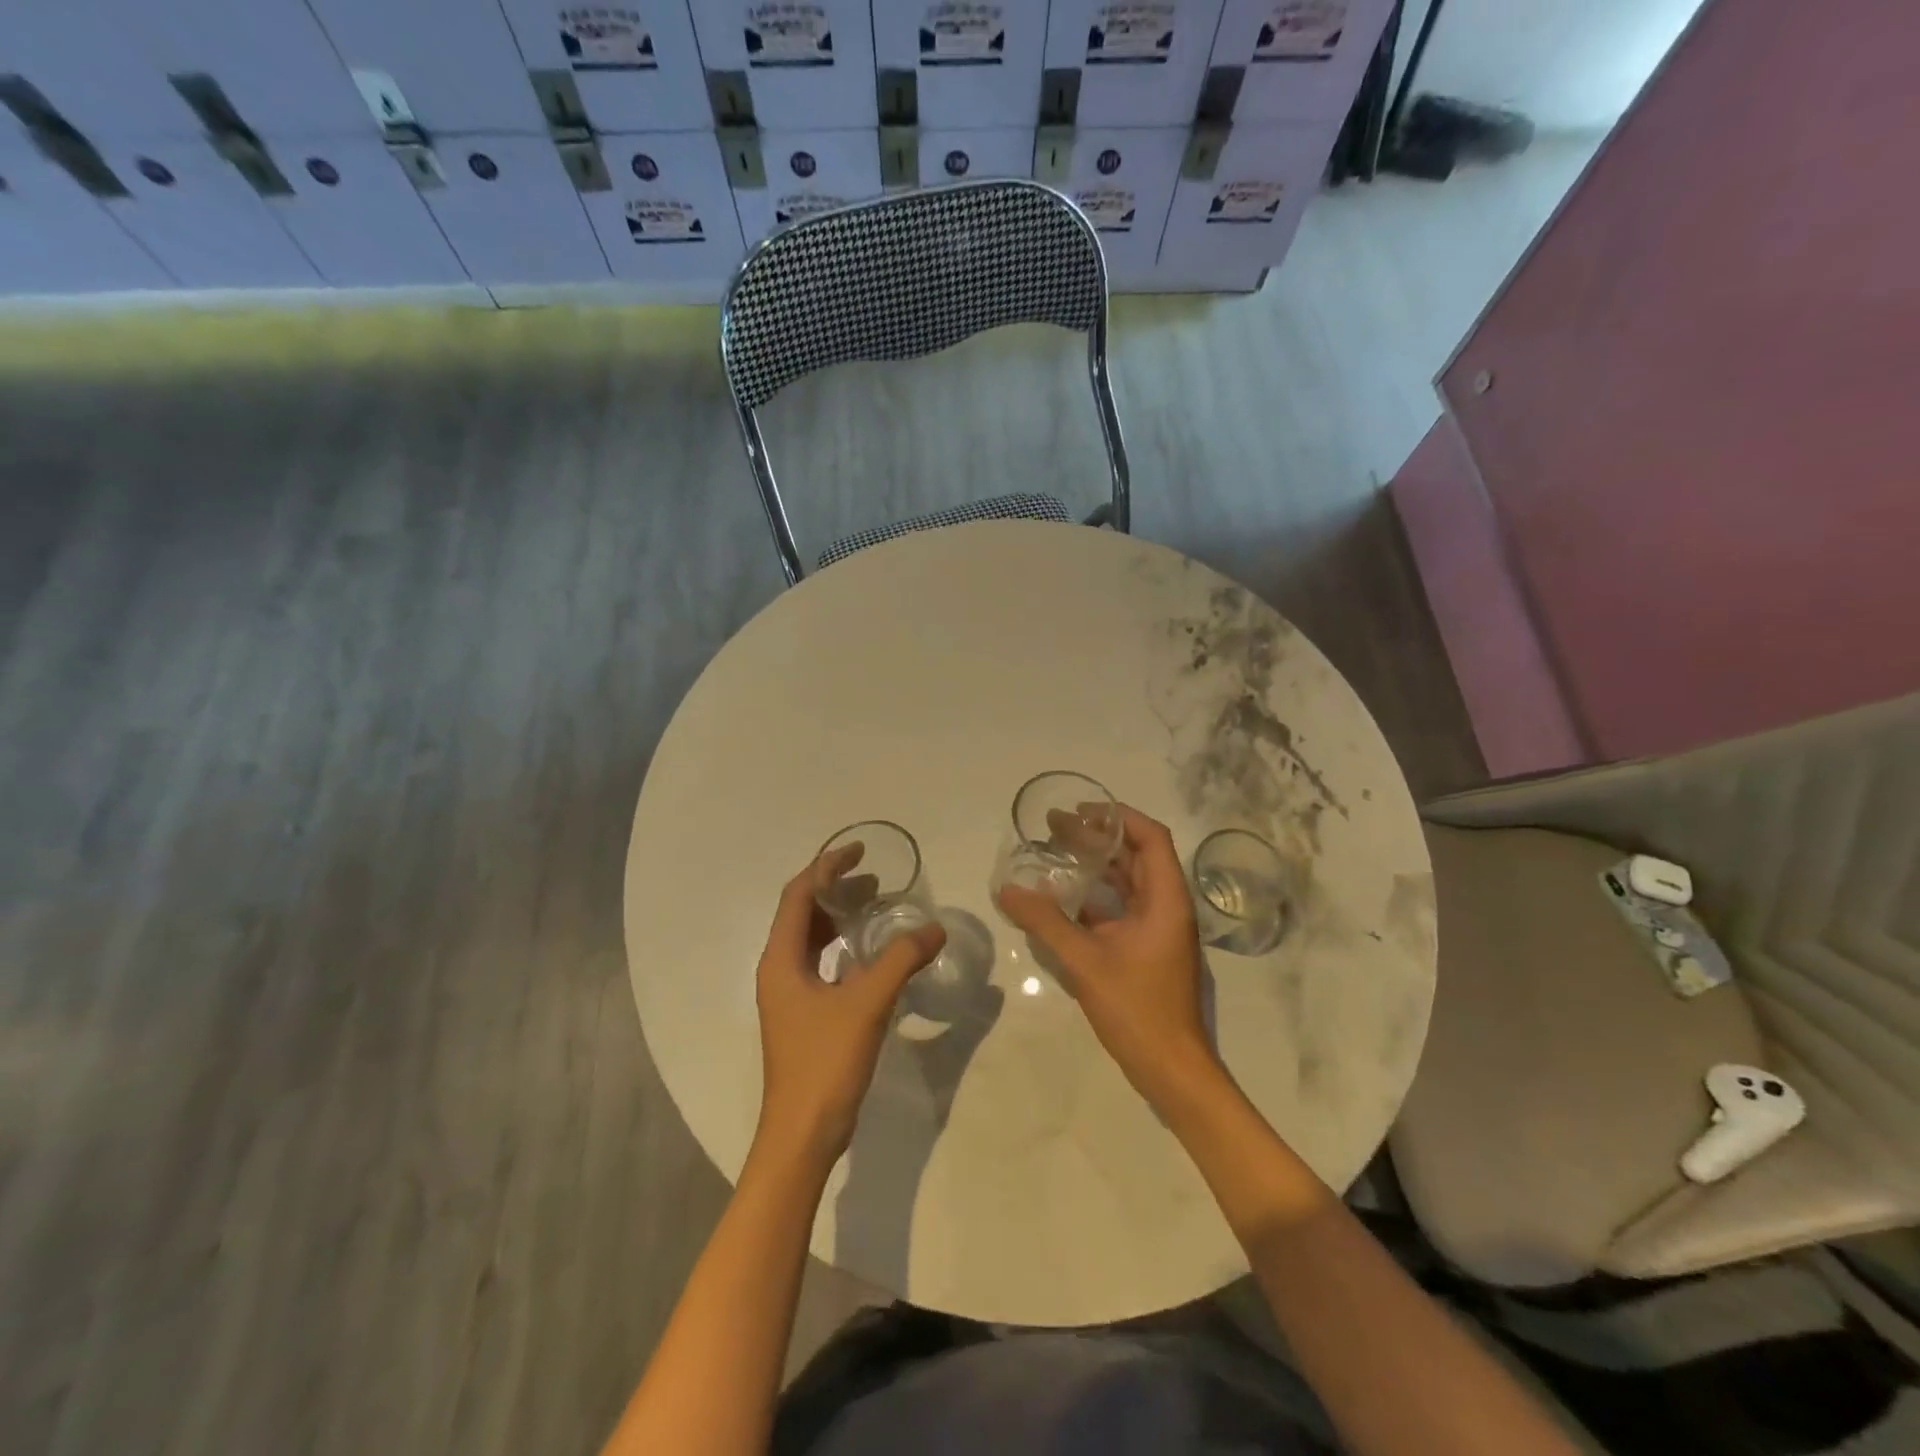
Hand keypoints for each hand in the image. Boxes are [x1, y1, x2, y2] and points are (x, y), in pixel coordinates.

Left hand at [754, 847, 946, 1169]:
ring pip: (811, 939)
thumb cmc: (825, 1063)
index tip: (860, 851)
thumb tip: (934, 929)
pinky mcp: (803, 1015)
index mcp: (781, 960)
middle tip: (876, 877)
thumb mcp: (867, 1004)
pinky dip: (844, 947)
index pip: (798, 895)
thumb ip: (901, 960)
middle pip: (802, 913)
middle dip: (835, 889)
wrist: (803, 1135)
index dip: (827, 867)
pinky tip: (873, 953)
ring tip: (877, 906)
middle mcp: (778, 970)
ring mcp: (789, 995)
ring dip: (840, 917)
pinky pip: (821, 963)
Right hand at [997, 805, 1218, 1105]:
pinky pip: (1119, 909)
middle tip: (1054, 826)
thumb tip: (1006, 890)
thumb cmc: (1136, 1008)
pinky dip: (1093, 898)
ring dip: (1094, 866)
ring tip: (1054, 852)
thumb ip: (1045, 922)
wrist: (1170, 1068)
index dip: (1119, 817)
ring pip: (1126, 883)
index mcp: (1166, 899)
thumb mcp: (1085, 961)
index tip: (1082, 809)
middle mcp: (1166, 907)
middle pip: (1135, 856)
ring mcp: (1157, 929)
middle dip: (1097, 838)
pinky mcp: (1146, 949)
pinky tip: (1060, 897)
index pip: (1151, 837)